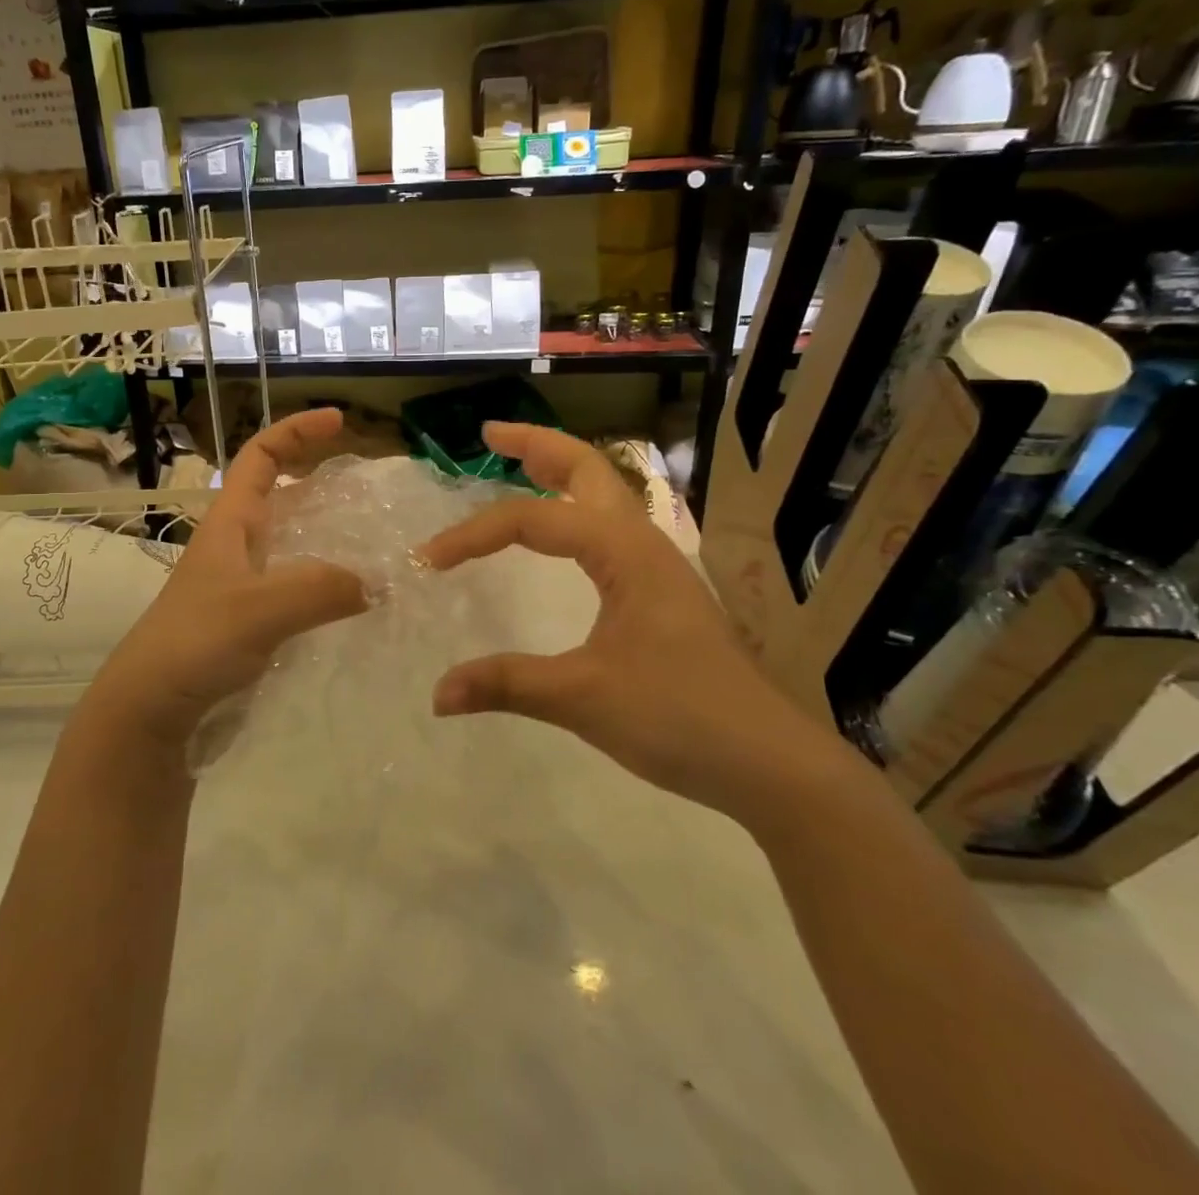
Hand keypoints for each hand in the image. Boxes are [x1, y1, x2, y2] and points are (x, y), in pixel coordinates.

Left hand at [87, 408, 368, 745]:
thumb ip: (317, 590)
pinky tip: (353, 601)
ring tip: (376, 542)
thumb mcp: (257, 609)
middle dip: (321, 480)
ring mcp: (243, 584)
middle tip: (371, 490)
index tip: (339, 421)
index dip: (296, 430)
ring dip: (329, 535)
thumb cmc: (194, 643)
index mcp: (230, 522)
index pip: (260, 455)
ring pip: (292, 542)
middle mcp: (236, 545)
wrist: (150, 709)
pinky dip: (326, 583)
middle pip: (280, 495)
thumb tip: (378, 582)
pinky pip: (297, 586)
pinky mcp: (251, 621)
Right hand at [419, 422, 846, 822]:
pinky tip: (563, 533)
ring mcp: (657, 565)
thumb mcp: (582, 698)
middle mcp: (642, 543)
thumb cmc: (679, 717)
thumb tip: (437, 694)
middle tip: (489, 434)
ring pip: (603, 495)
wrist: (769, 763)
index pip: (532, 520)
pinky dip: (575, 510)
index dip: (474, 534)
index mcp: (624, 551)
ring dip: (560, 472)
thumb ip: (507, 685)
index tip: (429, 562)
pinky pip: (609, 528)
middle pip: (586, 469)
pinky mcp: (661, 592)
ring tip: (520, 463)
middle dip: (536, 445)